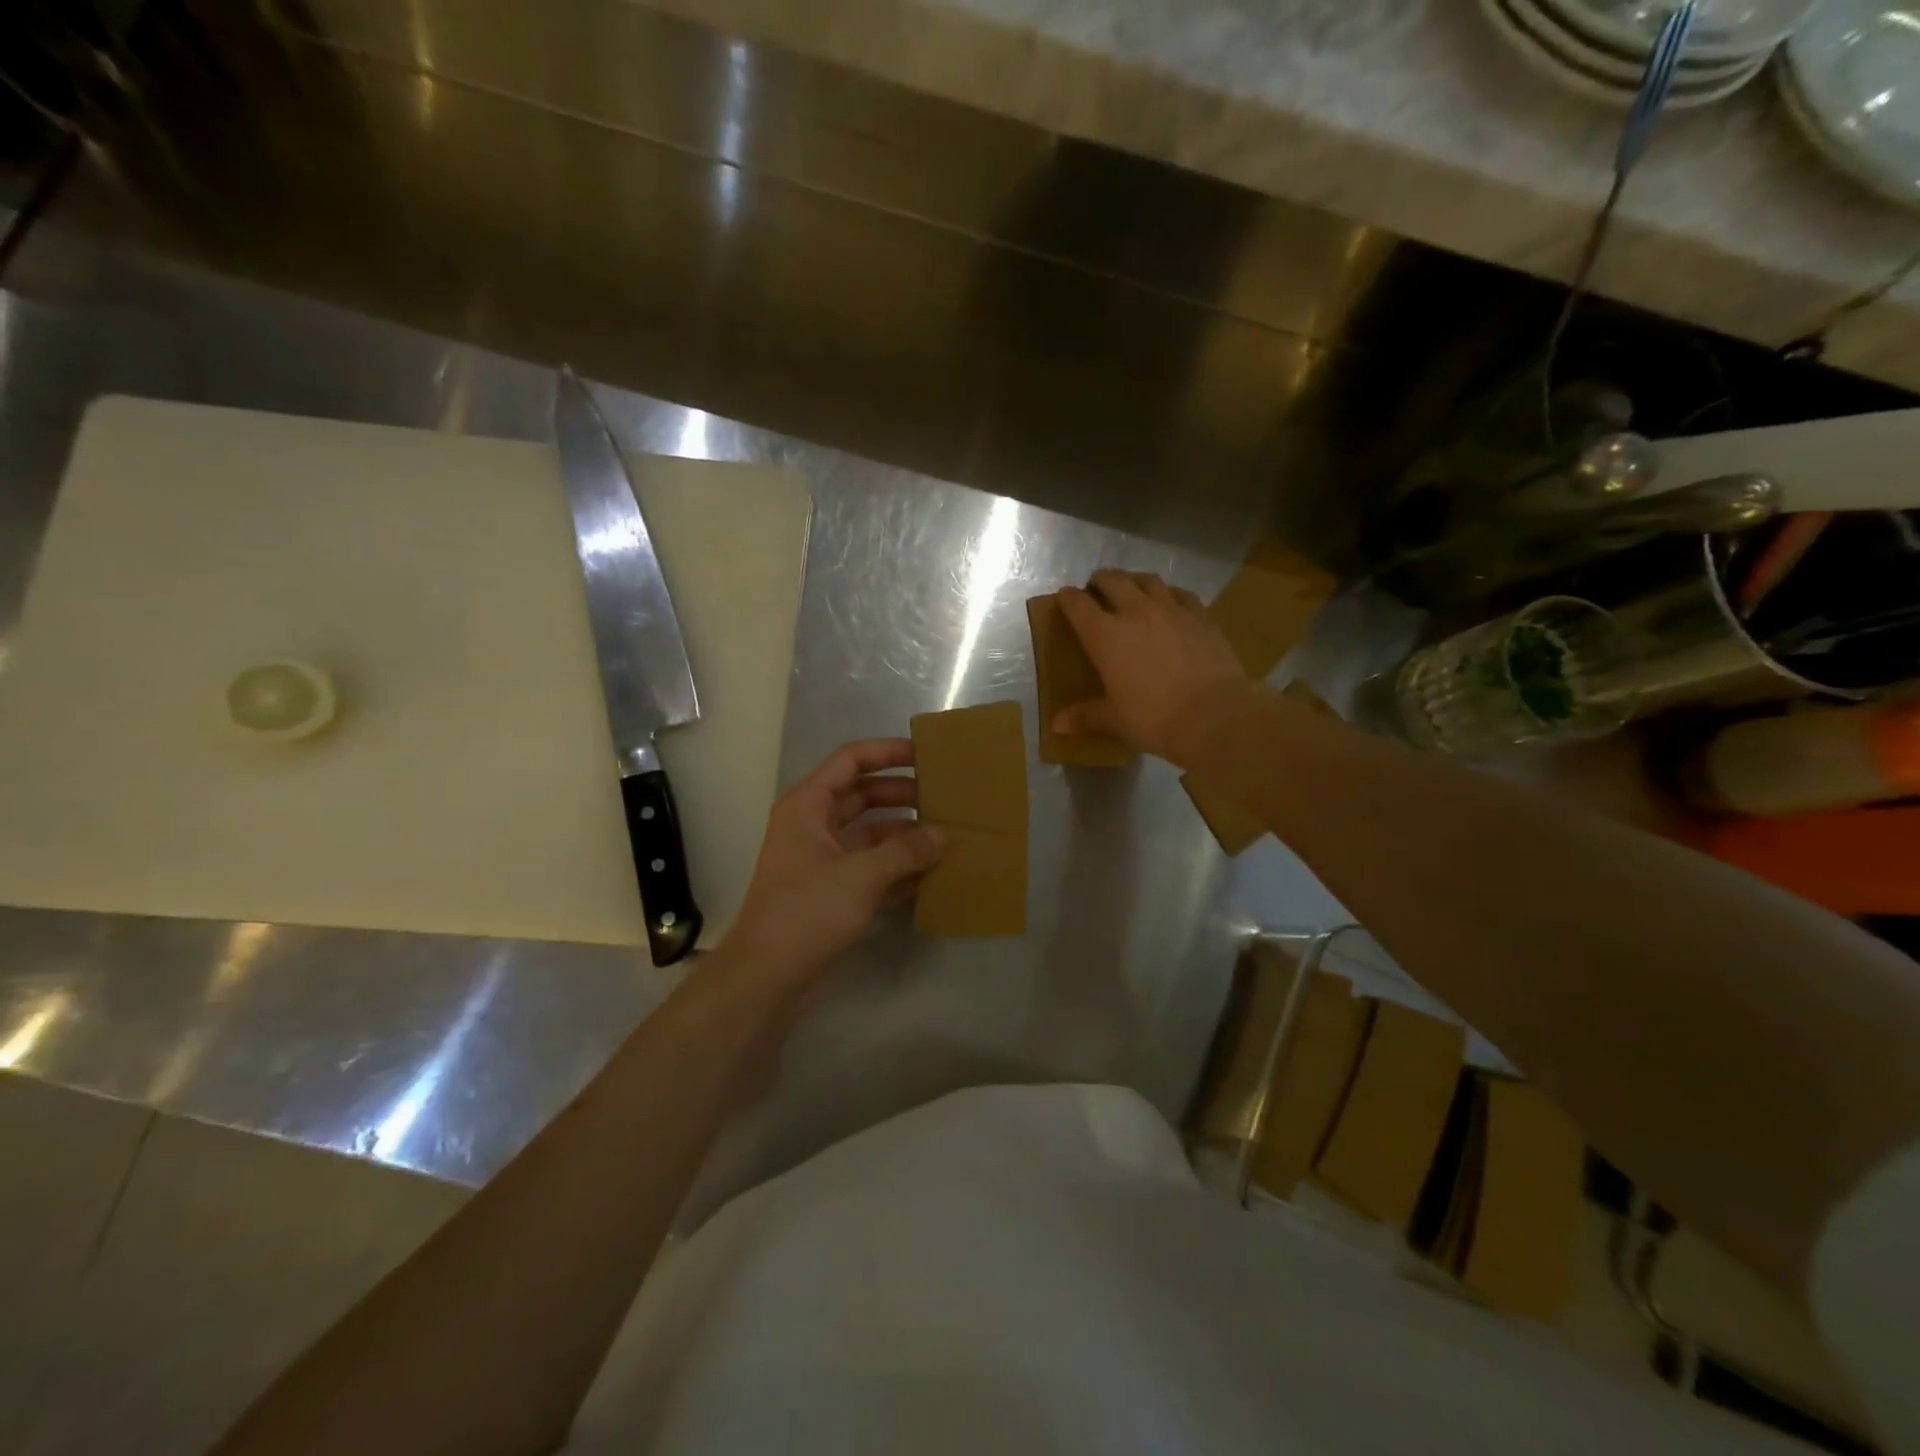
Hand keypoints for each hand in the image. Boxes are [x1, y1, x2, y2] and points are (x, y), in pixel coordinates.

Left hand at [719, 739, 943, 991]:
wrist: (766, 978)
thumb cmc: (806, 912)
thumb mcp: (860, 876)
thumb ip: (905, 851)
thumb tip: (941, 836)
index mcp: (807, 806)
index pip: (851, 761)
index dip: (887, 752)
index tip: (926, 755)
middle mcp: (813, 825)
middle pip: (863, 795)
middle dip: (902, 795)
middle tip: (944, 799)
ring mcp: (822, 860)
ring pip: (870, 833)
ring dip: (904, 834)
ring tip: (946, 836)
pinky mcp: (832, 892)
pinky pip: (871, 867)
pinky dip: (897, 868)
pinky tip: (931, 874)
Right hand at [1055, 569, 1248, 762]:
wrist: (1215, 715)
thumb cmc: (1155, 719)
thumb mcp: (1115, 720)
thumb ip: (1085, 716)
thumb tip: (1056, 726)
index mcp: (1105, 635)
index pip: (1078, 604)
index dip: (1067, 598)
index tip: (1064, 598)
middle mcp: (1135, 612)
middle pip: (1113, 580)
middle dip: (1100, 581)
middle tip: (1096, 589)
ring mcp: (1172, 609)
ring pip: (1147, 580)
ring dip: (1134, 580)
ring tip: (1131, 588)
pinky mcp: (1201, 615)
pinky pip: (1180, 594)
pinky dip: (1168, 593)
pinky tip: (1170, 602)